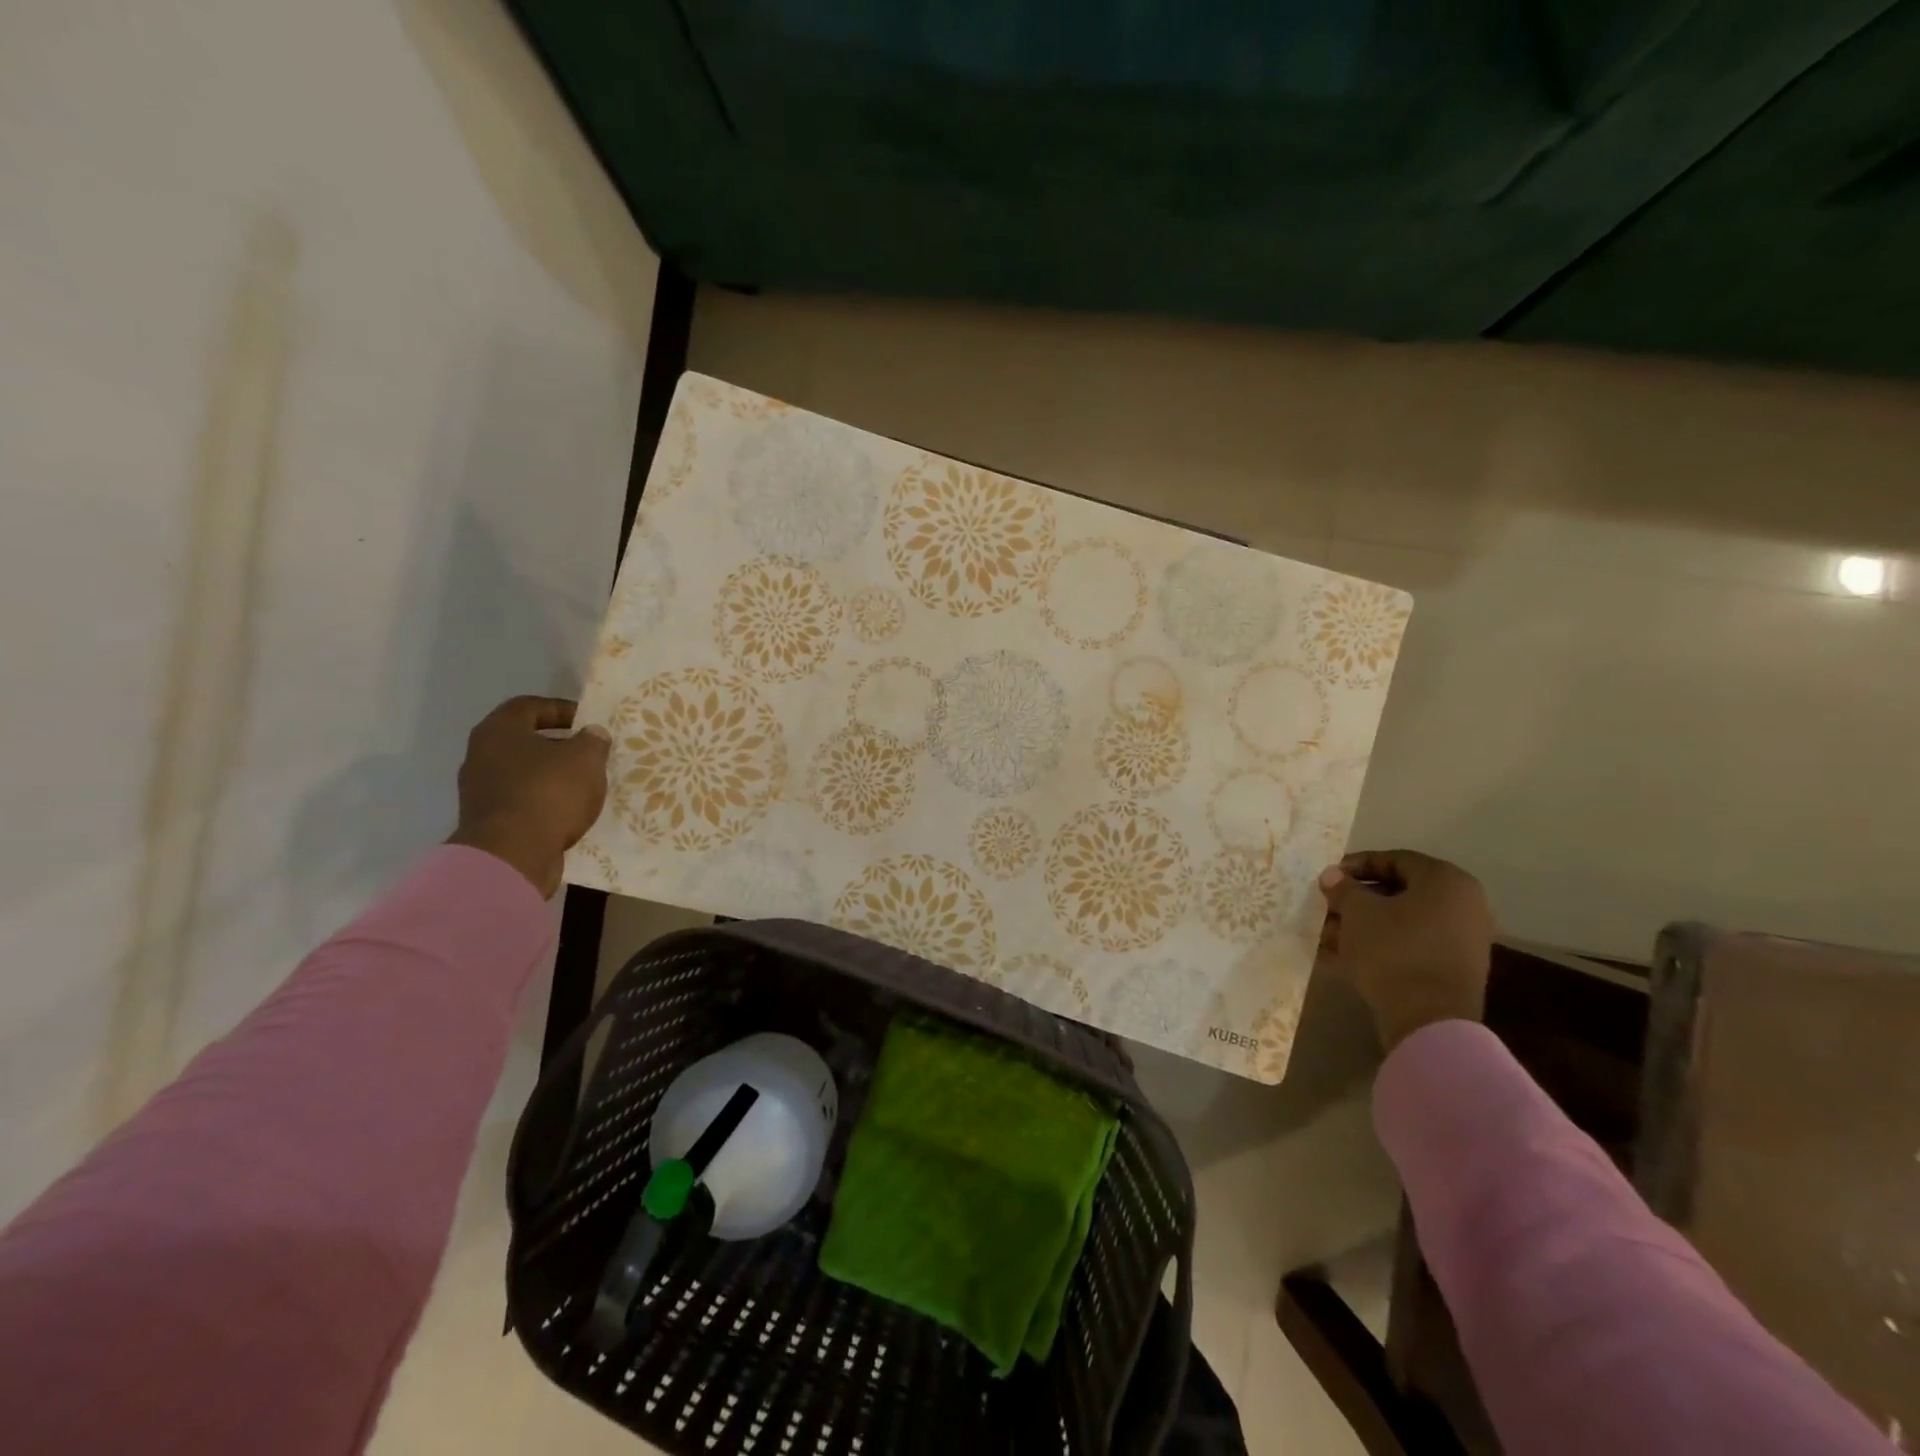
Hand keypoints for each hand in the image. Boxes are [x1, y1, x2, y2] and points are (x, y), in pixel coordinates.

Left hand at [447, 696, 610, 897]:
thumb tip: (591, 733)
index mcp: (499, 730)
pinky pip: (521, 799)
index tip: (589, 723)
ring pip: (523, 772)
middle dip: (559, 745)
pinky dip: (544, 800)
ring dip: (552, 775)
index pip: (530, 706)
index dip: (562, 709)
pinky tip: (568, 810)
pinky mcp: (487, 820)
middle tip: (590, 753)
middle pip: (524, 740)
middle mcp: (481, 754)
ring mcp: (480, 790)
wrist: (511, 855)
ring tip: (584, 784)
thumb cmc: (549, 793)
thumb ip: (593, 740)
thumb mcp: (586, 759)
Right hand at [1317, 849, 1493, 1051]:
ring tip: (1326, 936)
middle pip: (1398, 893)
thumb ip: (1343, 888)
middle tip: (1325, 907)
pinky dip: (1378, 947)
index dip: (1355, 865)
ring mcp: (1460, 939)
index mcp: (1445, 881)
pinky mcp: (1451, 969)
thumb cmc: (1393, 950)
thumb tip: (1332, 875)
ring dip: (1362, 926)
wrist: (1429, 1020)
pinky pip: (1408, 947)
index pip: (1394, 860)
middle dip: (1356, 900)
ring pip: (1400, 922)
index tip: (1328, 878)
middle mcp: (1462, 905)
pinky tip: (1340, 958)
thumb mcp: (1357, 912)